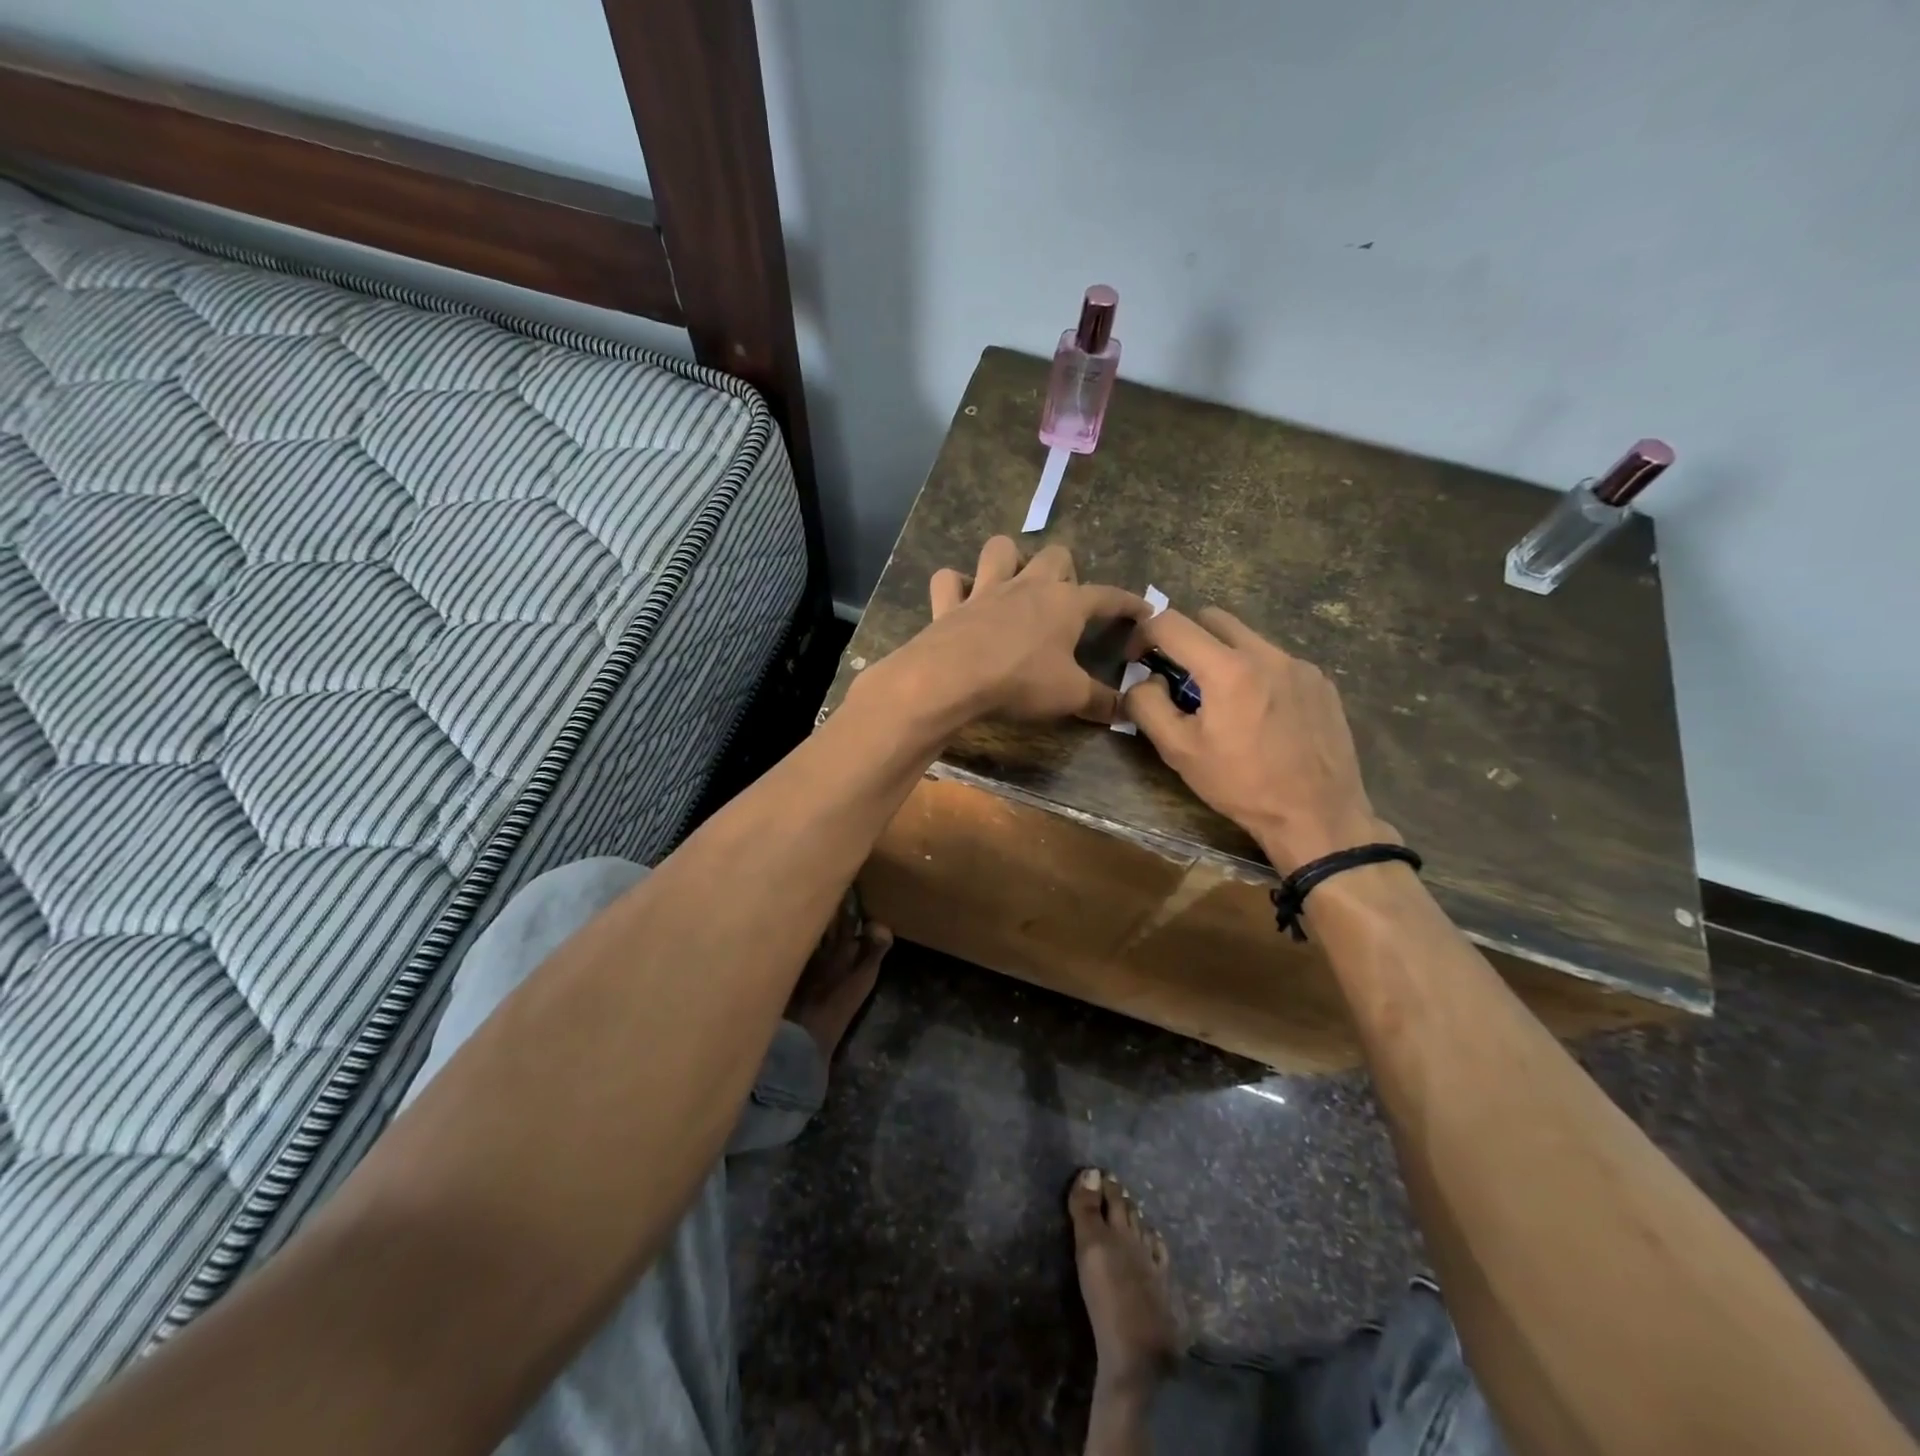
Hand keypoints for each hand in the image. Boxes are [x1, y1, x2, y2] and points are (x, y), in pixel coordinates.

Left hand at [878, 536, 1147, 727]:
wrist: (952, 678)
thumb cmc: (1020, 682)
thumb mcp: (1070, 696)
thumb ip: (1101, 702)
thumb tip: (1129, 711)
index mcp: (1065, 603)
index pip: (1107, 596)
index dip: (1128, 603)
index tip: (1144, 609)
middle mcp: (1028, 586)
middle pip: (1055, 555)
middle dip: (1065, 569)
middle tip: (1065, 597)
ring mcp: (985, 590)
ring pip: (1000, 549)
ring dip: (1009, 558)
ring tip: (1013, 580)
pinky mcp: (949, 603)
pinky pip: (949, 581)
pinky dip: (954, 586)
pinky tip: (959, 598)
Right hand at [1124, 606, 1392, 872]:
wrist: (1317, 815)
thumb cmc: (1241, 785)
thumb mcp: (1179, 751)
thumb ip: (1148, 705)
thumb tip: (1143, 680)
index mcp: (1227, 669)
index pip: (1171, 622)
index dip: (1144, 633)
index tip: (1138, 658)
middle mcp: (1266, 654)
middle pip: (1212, 618)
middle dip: (1185, 638)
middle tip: (1177, 676)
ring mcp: (1300, 665)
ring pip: (1247, 638)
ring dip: (1222, 656)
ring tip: (1221, 699)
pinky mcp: (1321, 682)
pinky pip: (1277, 661)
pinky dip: (1256, 673)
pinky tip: (1260, 713)